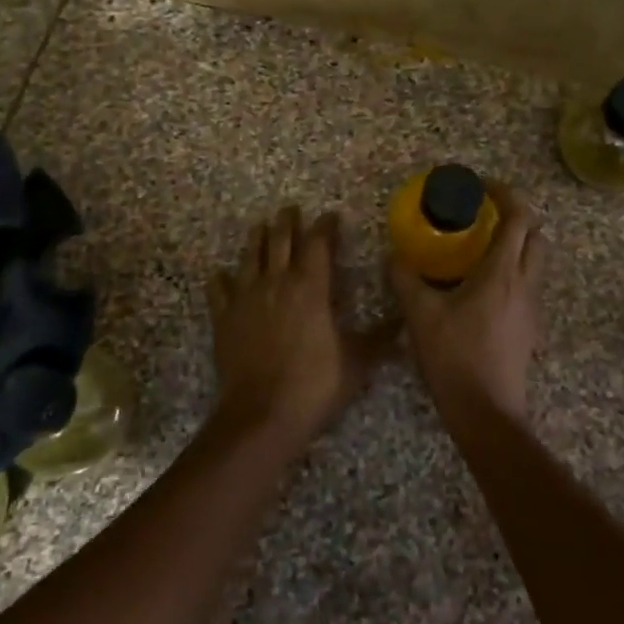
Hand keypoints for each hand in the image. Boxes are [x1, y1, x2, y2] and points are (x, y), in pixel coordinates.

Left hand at [209, 206, 385, 450]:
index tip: (331, 216)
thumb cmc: (314, 385)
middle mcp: (276, 283)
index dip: (325, 227)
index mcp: (310, 287)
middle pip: (280, 241)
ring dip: (256, 239)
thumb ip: (378, 339)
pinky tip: (220, 274)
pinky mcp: (224, 318)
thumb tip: (404, 323)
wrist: (261, 415)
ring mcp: (246, 298)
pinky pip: (219, 290)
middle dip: (287, 222)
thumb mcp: (356, 363)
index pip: (318, 244)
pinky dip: (220, 279)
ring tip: (260, 227)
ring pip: (249, 257)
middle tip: (290, 209)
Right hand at [390, 185, 543, 421]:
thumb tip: (394, 256)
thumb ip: (405, 279)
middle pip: (535, 236)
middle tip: (482, 216)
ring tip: (477, 249)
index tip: (481, 187)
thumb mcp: (420, 315)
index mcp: (503, 273)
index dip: (505, 194)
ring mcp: (531, 308)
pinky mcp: (528, 329)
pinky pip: (526, 285)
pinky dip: (510, 272)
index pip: (518, 218)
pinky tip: (479, 287)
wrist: (487, 414)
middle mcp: (525, 284)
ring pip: (534, 262)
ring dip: (514, 245)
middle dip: (514, 218)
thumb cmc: (455, 358)